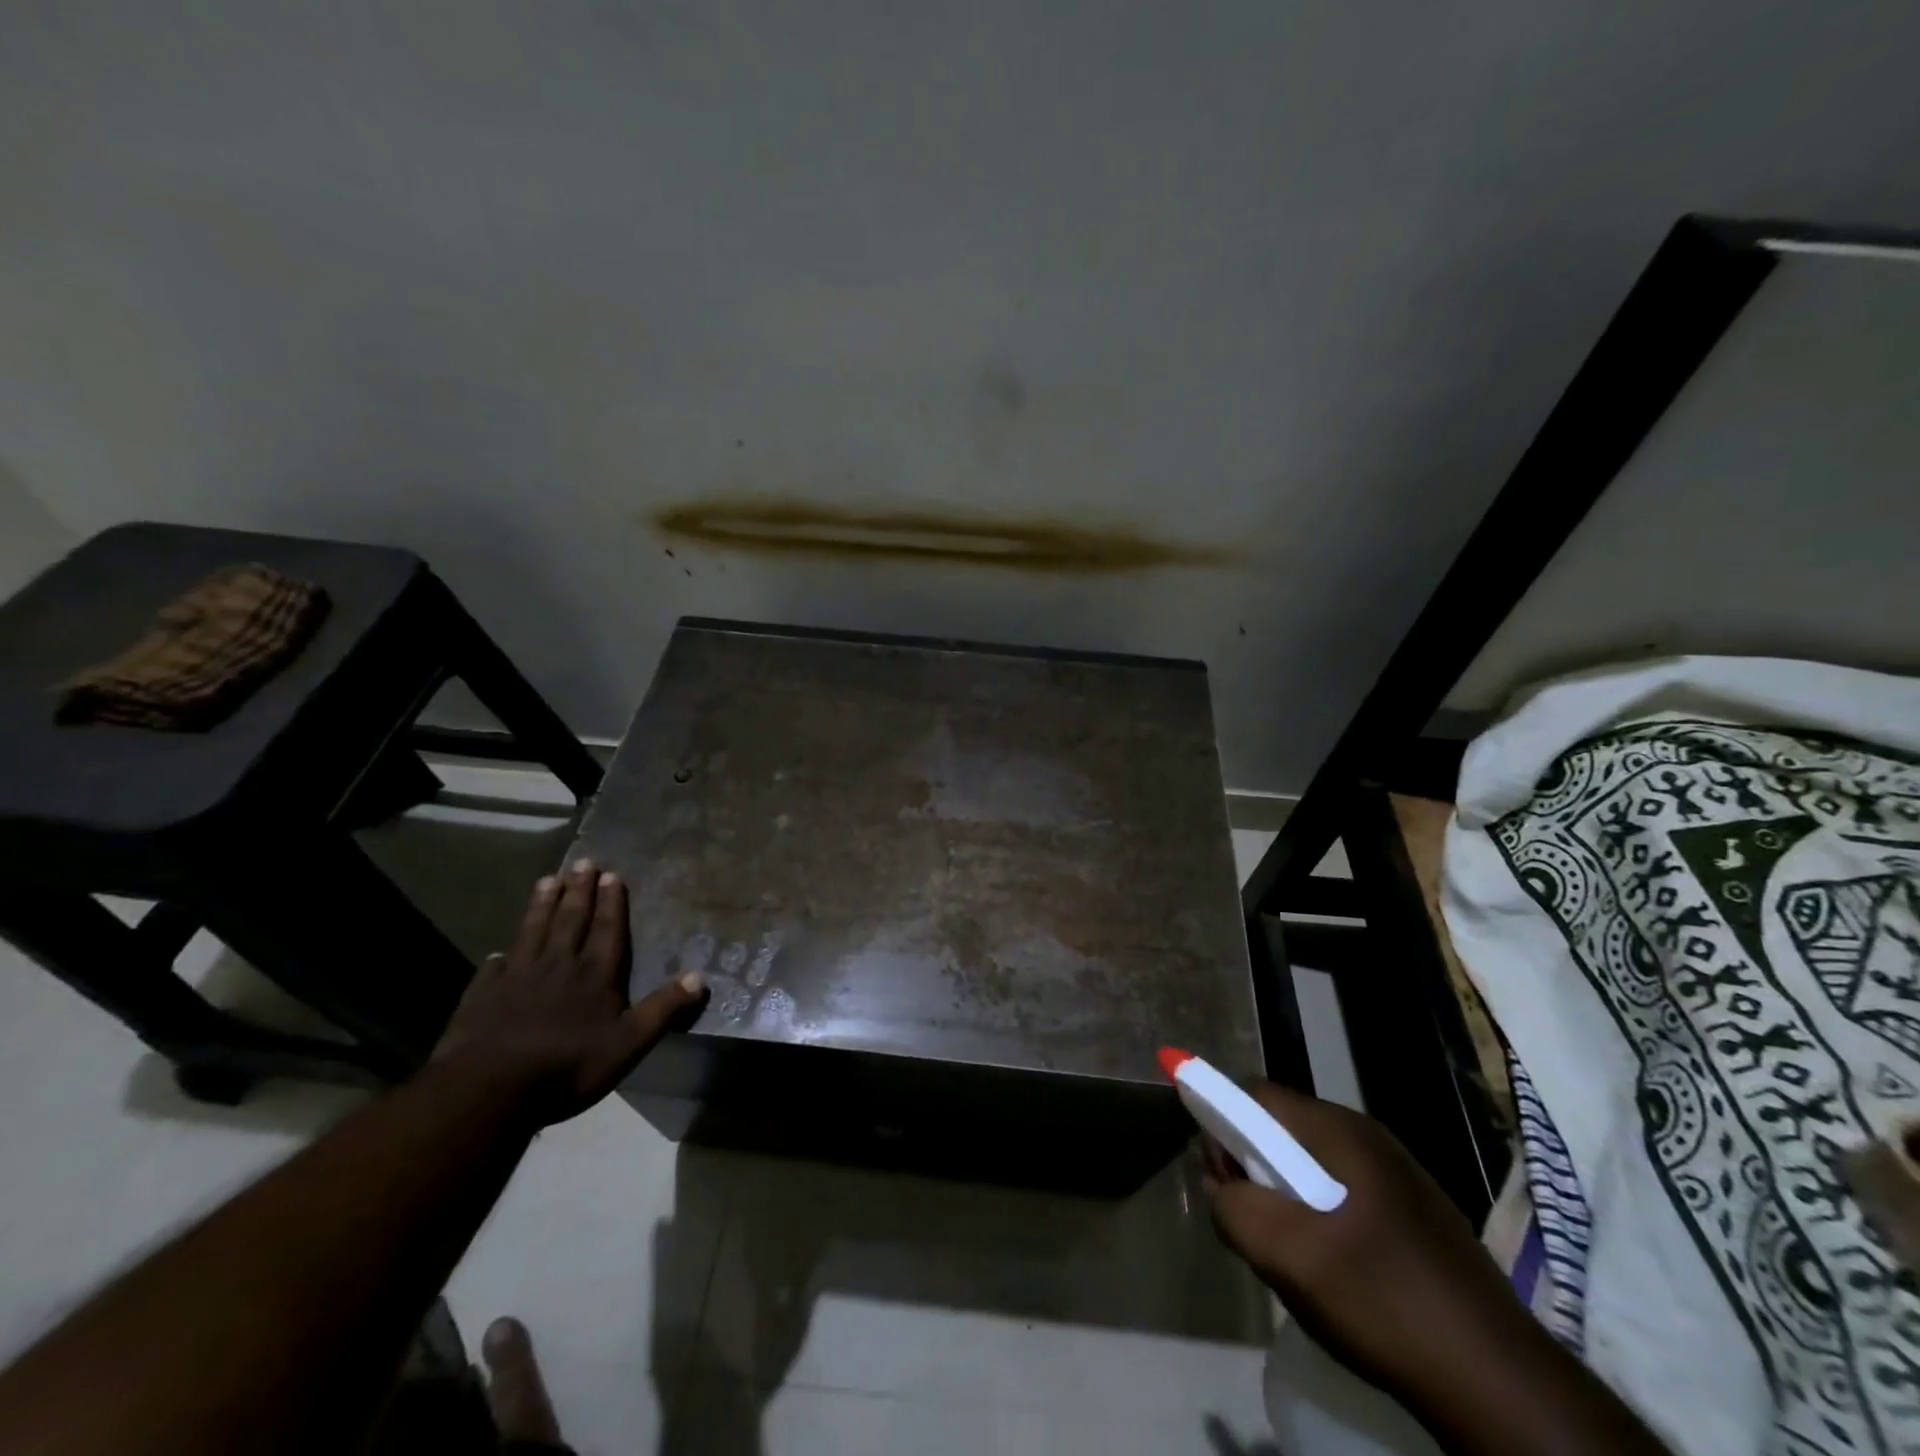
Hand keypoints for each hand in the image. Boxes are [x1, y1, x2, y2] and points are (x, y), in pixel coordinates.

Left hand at [433, 859, 705, 1124]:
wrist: (490, 1089)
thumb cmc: (568, 1066)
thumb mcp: (630, 1043)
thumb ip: (663, 1009)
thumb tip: (700, 976)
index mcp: (595, 975)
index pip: (607, 930)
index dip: (611, 903)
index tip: (612, 874)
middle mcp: (558, 966)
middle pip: (570, 921)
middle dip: (579, 892)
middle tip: (583, 863)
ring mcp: (517, 979)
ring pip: (533, 933)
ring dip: (541, 906)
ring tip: (547, 881)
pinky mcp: (483, 998)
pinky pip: (493, 970)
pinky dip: (498, 959)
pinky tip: (498, 953)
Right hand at [1203, 1083, 1531, 1414]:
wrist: (1500, 1381)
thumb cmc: (1383, 1299)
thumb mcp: (1289, 1256)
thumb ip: (1235, 1209)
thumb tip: (1221, 1187)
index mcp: (1339, 1129)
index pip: (1256, 1095)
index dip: (1222, 1124)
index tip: (1219, 1179)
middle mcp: (1367, 1136)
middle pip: (1283, 1129)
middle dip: (1254, 1168)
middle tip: (1252, 1226)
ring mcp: (1397, 1174)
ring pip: (1312, 1165)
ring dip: (1286, 1198)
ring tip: (1291, 1256)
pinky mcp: (1416, 1213)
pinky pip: (1344, 1195)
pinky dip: (1320, 1218)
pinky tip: (1333, 1272)